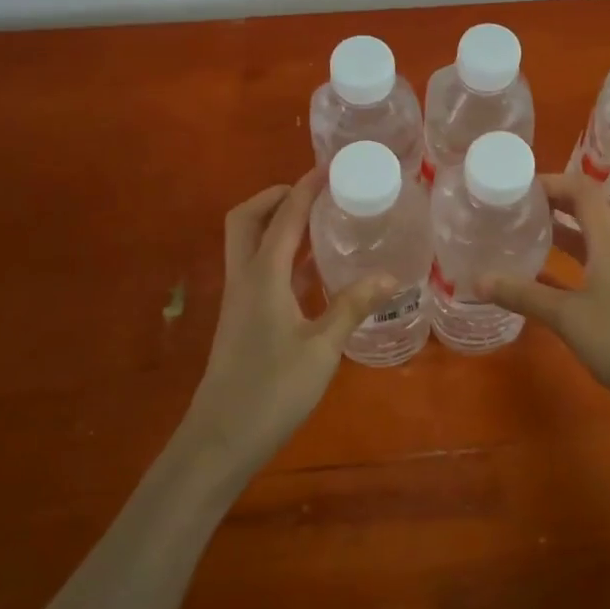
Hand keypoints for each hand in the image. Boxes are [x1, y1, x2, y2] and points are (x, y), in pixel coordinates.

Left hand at [183, 169, 397, 472]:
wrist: (220, 440)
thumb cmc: (271, 391)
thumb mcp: (322, 349)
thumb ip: (352, 308)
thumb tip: (390, 277)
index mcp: (263, 276)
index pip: (284, 216)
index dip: (305, 188)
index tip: (329, 168)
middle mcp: (244, 278)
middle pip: (246, 218)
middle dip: (275, 196)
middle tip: (313, 194)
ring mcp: (237, 299)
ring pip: (246, 242)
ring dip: (275, 223)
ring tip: (317, 221)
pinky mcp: (240, 319)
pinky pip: (255, 267)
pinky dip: (277, 252)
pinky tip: (308, 269)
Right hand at [482, 173, 609, 416]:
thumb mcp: (567, 317)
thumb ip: (523, 295)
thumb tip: (476, 281)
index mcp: (609, 241)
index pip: (581, 191)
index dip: (550, 182)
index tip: (515, 188)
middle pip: (584, 210)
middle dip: (549, 203)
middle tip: (510, 207)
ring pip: (586, 238)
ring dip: (556, 231)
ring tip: (519, 233)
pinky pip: (589, 264)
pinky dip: (564, 261)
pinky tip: (537, 274)